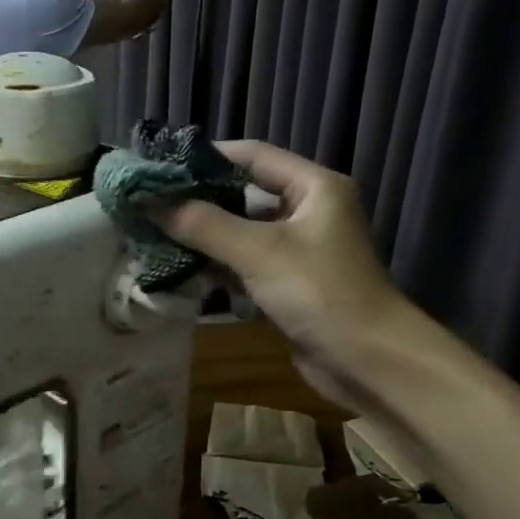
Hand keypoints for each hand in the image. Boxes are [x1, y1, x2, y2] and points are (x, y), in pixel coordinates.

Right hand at [154, 141, 417, 409]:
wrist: (370, 363)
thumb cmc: (321, 293)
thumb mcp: (258, 251)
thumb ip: (202, 224)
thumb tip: (149, 202)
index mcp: (313, 187)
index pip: (251, 155)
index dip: (205, 158)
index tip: (159, 166)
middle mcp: (307, 210)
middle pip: (243, 193)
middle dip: (197, 200)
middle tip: (149, 203)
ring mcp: (298, 249)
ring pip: (240, 231)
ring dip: (202, 235)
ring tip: (154, 232)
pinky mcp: (288, 283)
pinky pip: (245, 263)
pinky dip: (216, 264)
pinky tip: (180, 267)